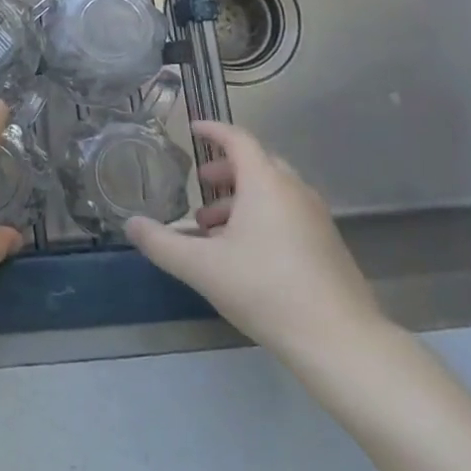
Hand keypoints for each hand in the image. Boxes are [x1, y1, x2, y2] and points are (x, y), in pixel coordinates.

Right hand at [124, 121, 392, 371]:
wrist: (340, 341)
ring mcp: (316, 217)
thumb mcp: (202, 267)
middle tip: (200, 184)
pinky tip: (244, 254)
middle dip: (225, 170)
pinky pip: (288, 214)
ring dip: (241, 199)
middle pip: (257, 164)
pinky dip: (262, 217)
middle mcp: (293, 190)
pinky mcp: (328, 244)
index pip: (238, 139)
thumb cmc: (265, 290)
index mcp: (265, 183)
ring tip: (212, 228)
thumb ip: (162, 243)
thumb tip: (130, 224)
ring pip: (273, 192)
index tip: (193, 129)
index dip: (213, 131)